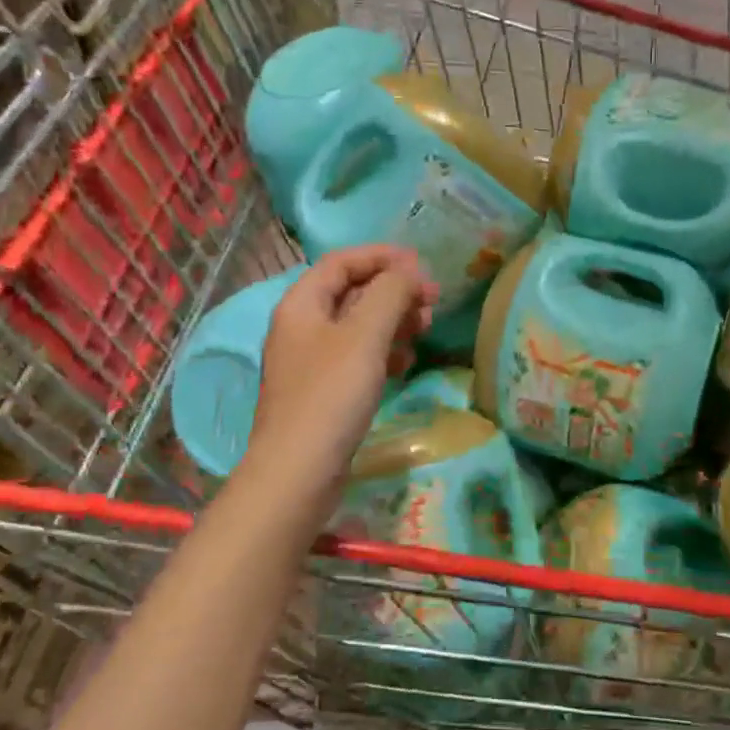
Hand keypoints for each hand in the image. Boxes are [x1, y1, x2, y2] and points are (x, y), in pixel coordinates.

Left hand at [246, 246, 436, 507]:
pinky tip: (406, 362)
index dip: (382, 256)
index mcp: (301, 304)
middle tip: (432, 301)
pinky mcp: (323, 391)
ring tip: (425, 329)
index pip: (342, 261)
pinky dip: (383, 351)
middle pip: (352, 291)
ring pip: (358, 325)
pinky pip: (357, 356)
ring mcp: (311, 361)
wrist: (298, 472)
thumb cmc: (330, 395)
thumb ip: (390, 293)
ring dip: (393, 320)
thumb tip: (409, 271)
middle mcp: (301, 326)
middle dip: (393, 290)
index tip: (422, 265)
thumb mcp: (365, 335)